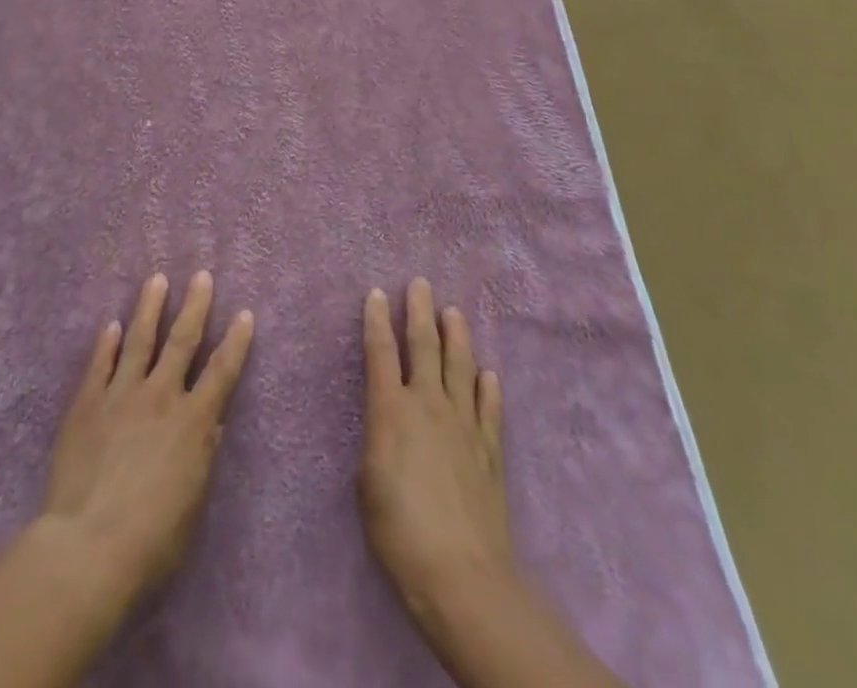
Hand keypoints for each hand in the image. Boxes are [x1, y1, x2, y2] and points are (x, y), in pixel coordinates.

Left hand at [40, 271, 254, 603]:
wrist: (88, 545)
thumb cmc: (151, 540)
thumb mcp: (191, 504)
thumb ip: (202, 458)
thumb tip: (212, 424)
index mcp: (193, 422)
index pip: (222, 371)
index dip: (235, 341)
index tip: (244, 313)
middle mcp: (160, 396)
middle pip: (182, 341)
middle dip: (194, 306)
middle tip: (201, 275)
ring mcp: (121, 394)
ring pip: (139, 340)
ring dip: (149, 308)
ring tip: (156, 279)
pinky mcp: (87, 402)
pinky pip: (99, 364)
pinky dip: (106, 342)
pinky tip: (110, 323)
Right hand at [359, 278, 514, 620]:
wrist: (459, 573)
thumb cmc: (398, 529)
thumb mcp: (367, 481)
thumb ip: (378, 440)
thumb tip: (388, 424)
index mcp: (391, 409)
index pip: (380, 352)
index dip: (376, 320)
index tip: (376, 293)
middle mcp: (428, 404)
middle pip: (424, 345)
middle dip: (419, 311)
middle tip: (421, 283)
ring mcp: (463, 424)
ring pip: (459, 366)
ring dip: (456, 336)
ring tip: (453, 312)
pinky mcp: (489, 449)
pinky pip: (488, 407)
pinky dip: (487, 387)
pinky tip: (487, 373)